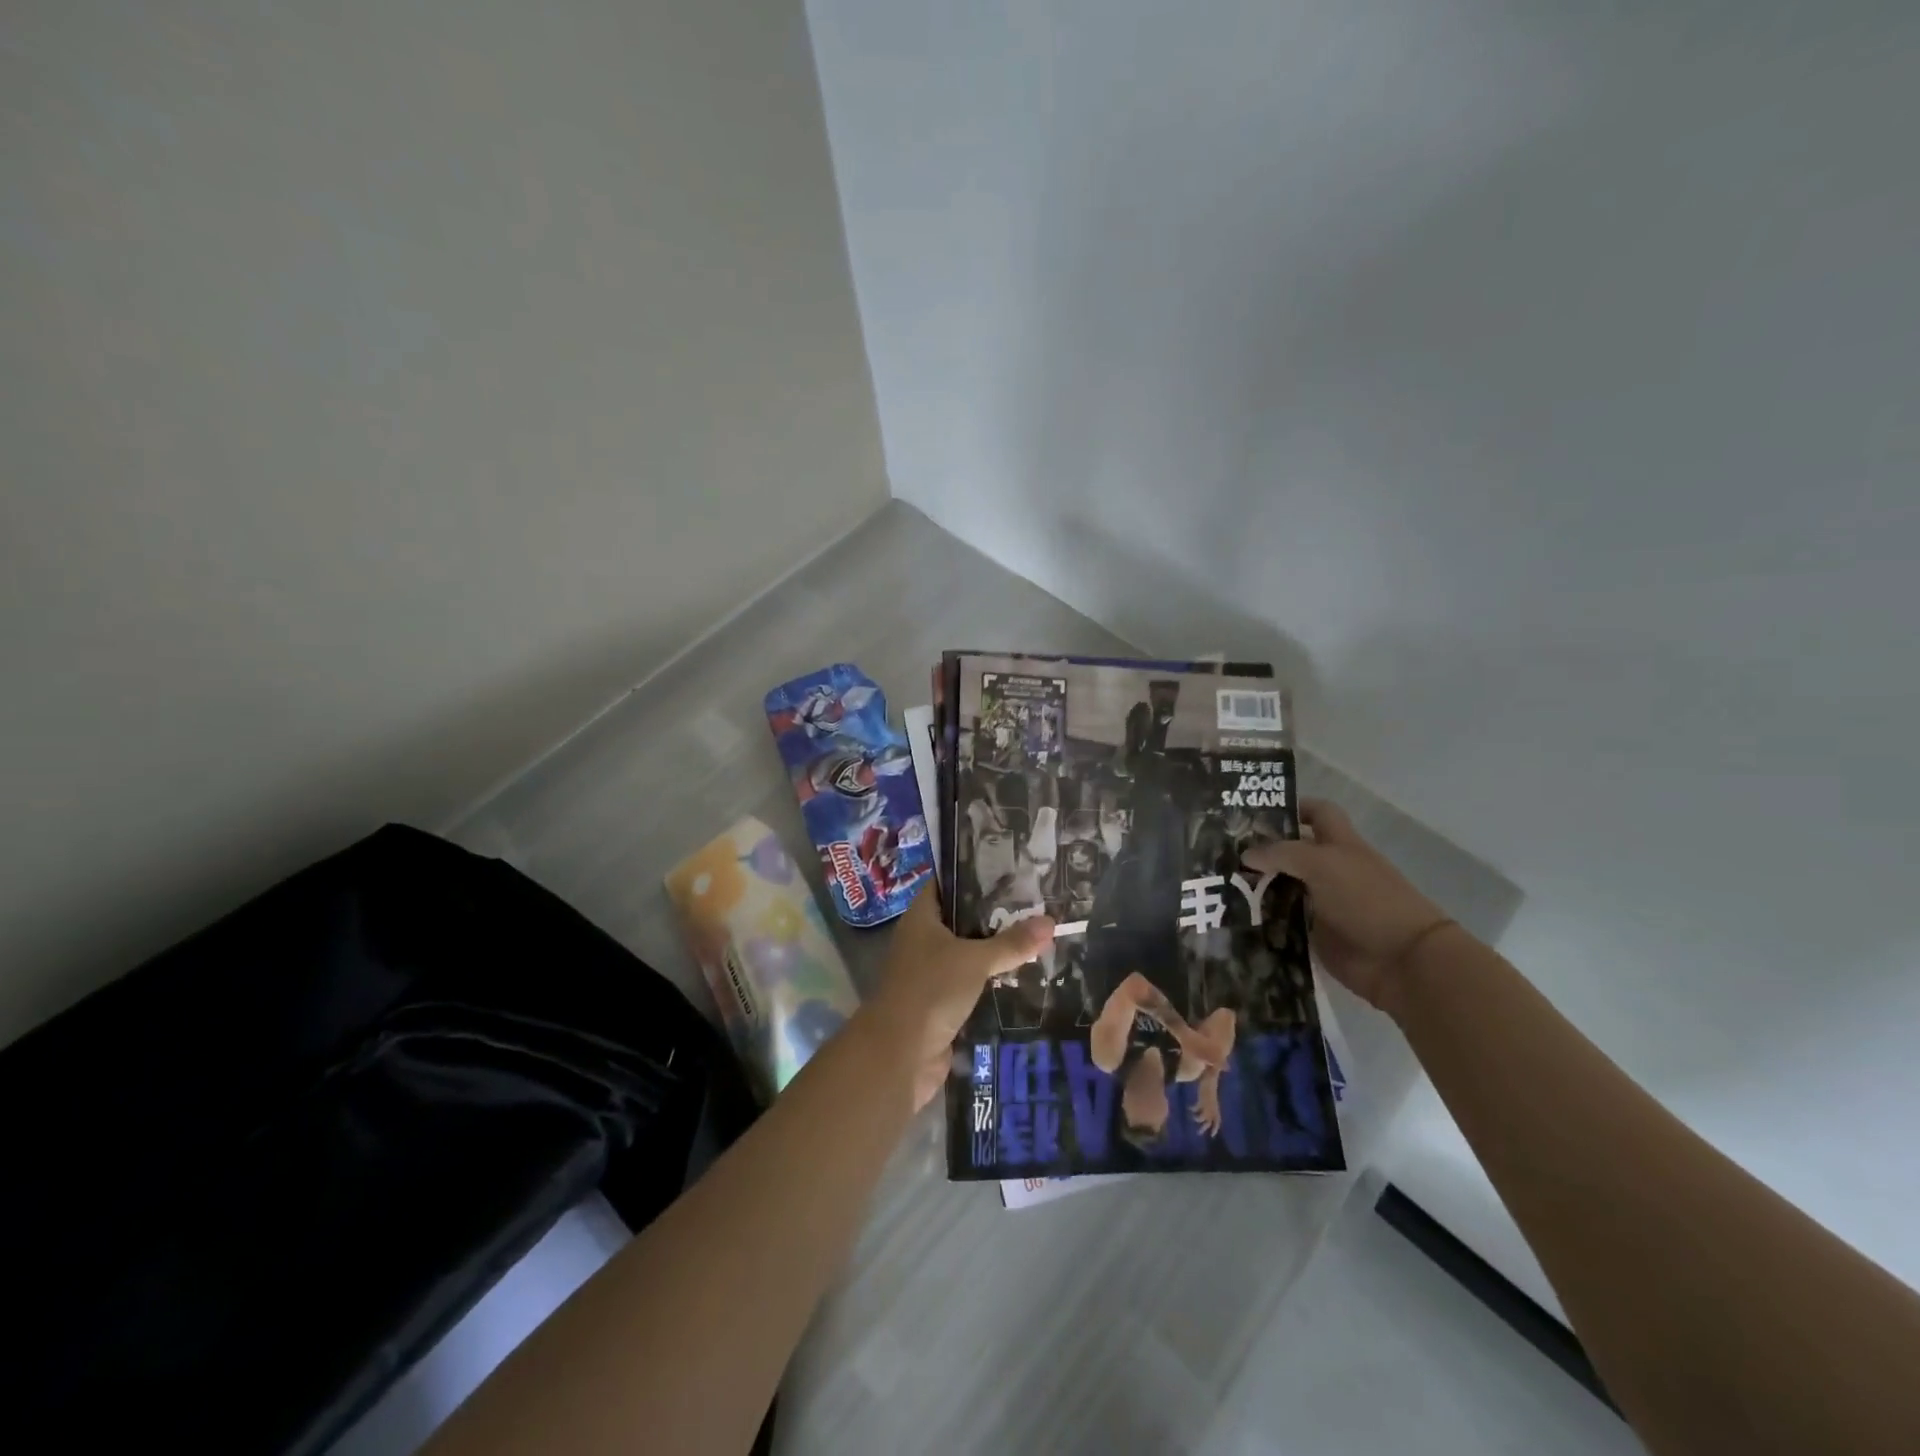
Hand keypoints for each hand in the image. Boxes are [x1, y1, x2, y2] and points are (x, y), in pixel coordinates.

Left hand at [866, 886, 1053, 1108]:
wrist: (901, 1054)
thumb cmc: (931, 990)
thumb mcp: (975, 960)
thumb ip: (1011, 942)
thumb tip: (1050, 921)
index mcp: (921, 918)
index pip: (946, 884)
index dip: (973, 875)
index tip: (1008, 870)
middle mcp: (923, 940)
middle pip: (961, 919)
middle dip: (994, 915)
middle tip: (1034, 905)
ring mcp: (931, 972)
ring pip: (968, 953)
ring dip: (996, 951)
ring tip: (1037, 937)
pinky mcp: (942, 1002)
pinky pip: (971, 983)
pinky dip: (992, 980)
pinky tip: (1024, 976)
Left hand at [1193, 1074, 1221, 1136]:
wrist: (1207, 1072)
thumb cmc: (1209, 1074)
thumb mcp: (1211, 1074)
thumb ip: (1217, 1069)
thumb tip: (1226, 1066)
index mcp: (1212, 1101)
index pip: (1216, 1116)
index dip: (1215, 1124)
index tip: (1213, 1134)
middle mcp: (1211, 1104)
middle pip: (1210, 1119)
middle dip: (1206, 1126)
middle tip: (1199, 1133)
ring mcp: (1206, 1102)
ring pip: (1205, 1115)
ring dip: (1200, 1121)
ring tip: (1196, 1128)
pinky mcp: (1202, 1099)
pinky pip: (1199, 1108)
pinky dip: (1195, 1110)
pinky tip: (1190, 1110)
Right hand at [1241, 799, 1454, 1014]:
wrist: (1400, 960)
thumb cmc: (1366, 898)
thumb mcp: (1322, 863)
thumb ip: (1280, 854)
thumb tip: (1246, 855)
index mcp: (1339, 844)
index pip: (1316, 813)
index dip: (1292, 807)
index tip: (1255, 813)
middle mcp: (1329, 870)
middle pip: (1290, 852)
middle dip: (1260, 850)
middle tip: (1221, 851)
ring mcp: (1321, 902)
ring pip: (1281, 887)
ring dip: (1255, 886)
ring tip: (1218, 884)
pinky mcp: (1313, 933)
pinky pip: (1281, 921)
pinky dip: (1261, 919)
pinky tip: (1235, 916)